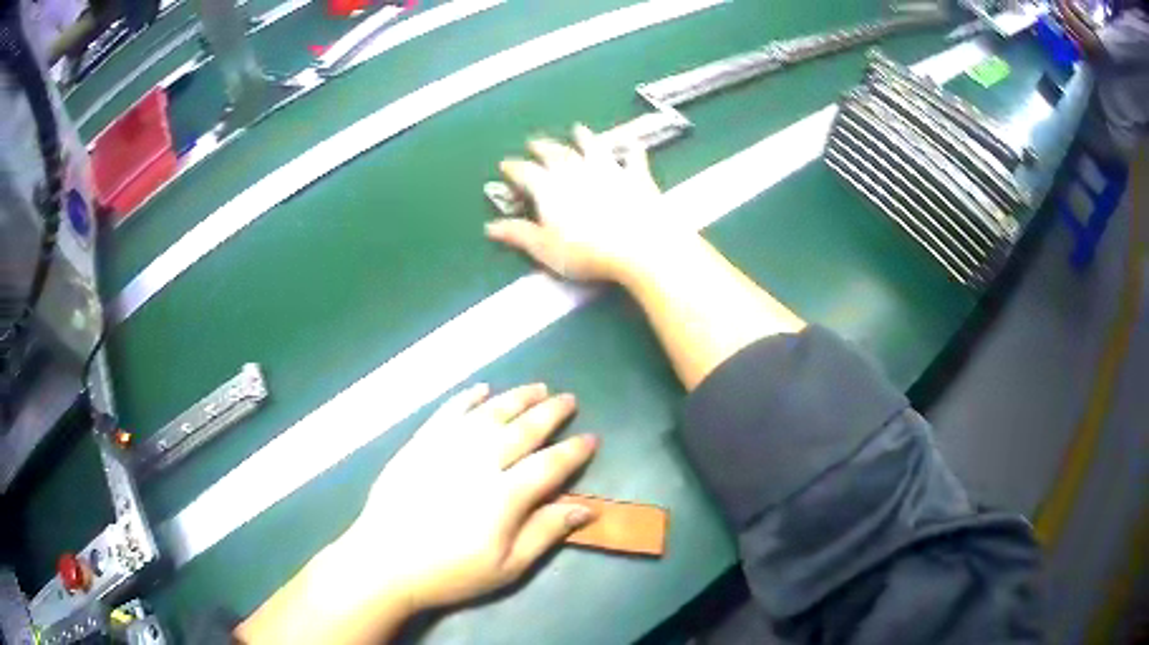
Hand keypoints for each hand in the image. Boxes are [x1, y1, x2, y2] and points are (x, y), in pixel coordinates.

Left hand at [340, 383, 597, 612]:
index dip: (573, 451)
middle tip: (568, 399)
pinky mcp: (420, 443)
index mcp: (505, 495)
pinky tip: (481, 389)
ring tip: (537, 387)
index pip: (550, 465)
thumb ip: (545, 533)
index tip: (591, 438)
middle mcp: (479, 462)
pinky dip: (467, 398)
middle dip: (550, 412)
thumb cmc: (449, 572)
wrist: (384, 561)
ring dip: (516, 397)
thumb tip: (584, 508)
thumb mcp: (506, 567)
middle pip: (523, 429)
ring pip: (489, 413)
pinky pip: (448, 412)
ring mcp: (446, 447)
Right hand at [485, 124, 685, 281]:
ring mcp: (608, 170)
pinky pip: (634, 159)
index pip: (525, 172)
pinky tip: (633, 142)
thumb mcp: (545, 248)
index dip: (514, 168)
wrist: (639, 247)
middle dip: (543, 147)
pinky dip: (632, 149)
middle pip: (556, 153)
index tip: (505, 164)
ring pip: (592, 147)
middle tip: (534, 142)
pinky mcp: (637, 177)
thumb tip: (490, 227)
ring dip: (584, 137)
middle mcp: (576, 170)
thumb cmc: (586, 252)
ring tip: (578, 129)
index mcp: (549, 187)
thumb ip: (518, 234)